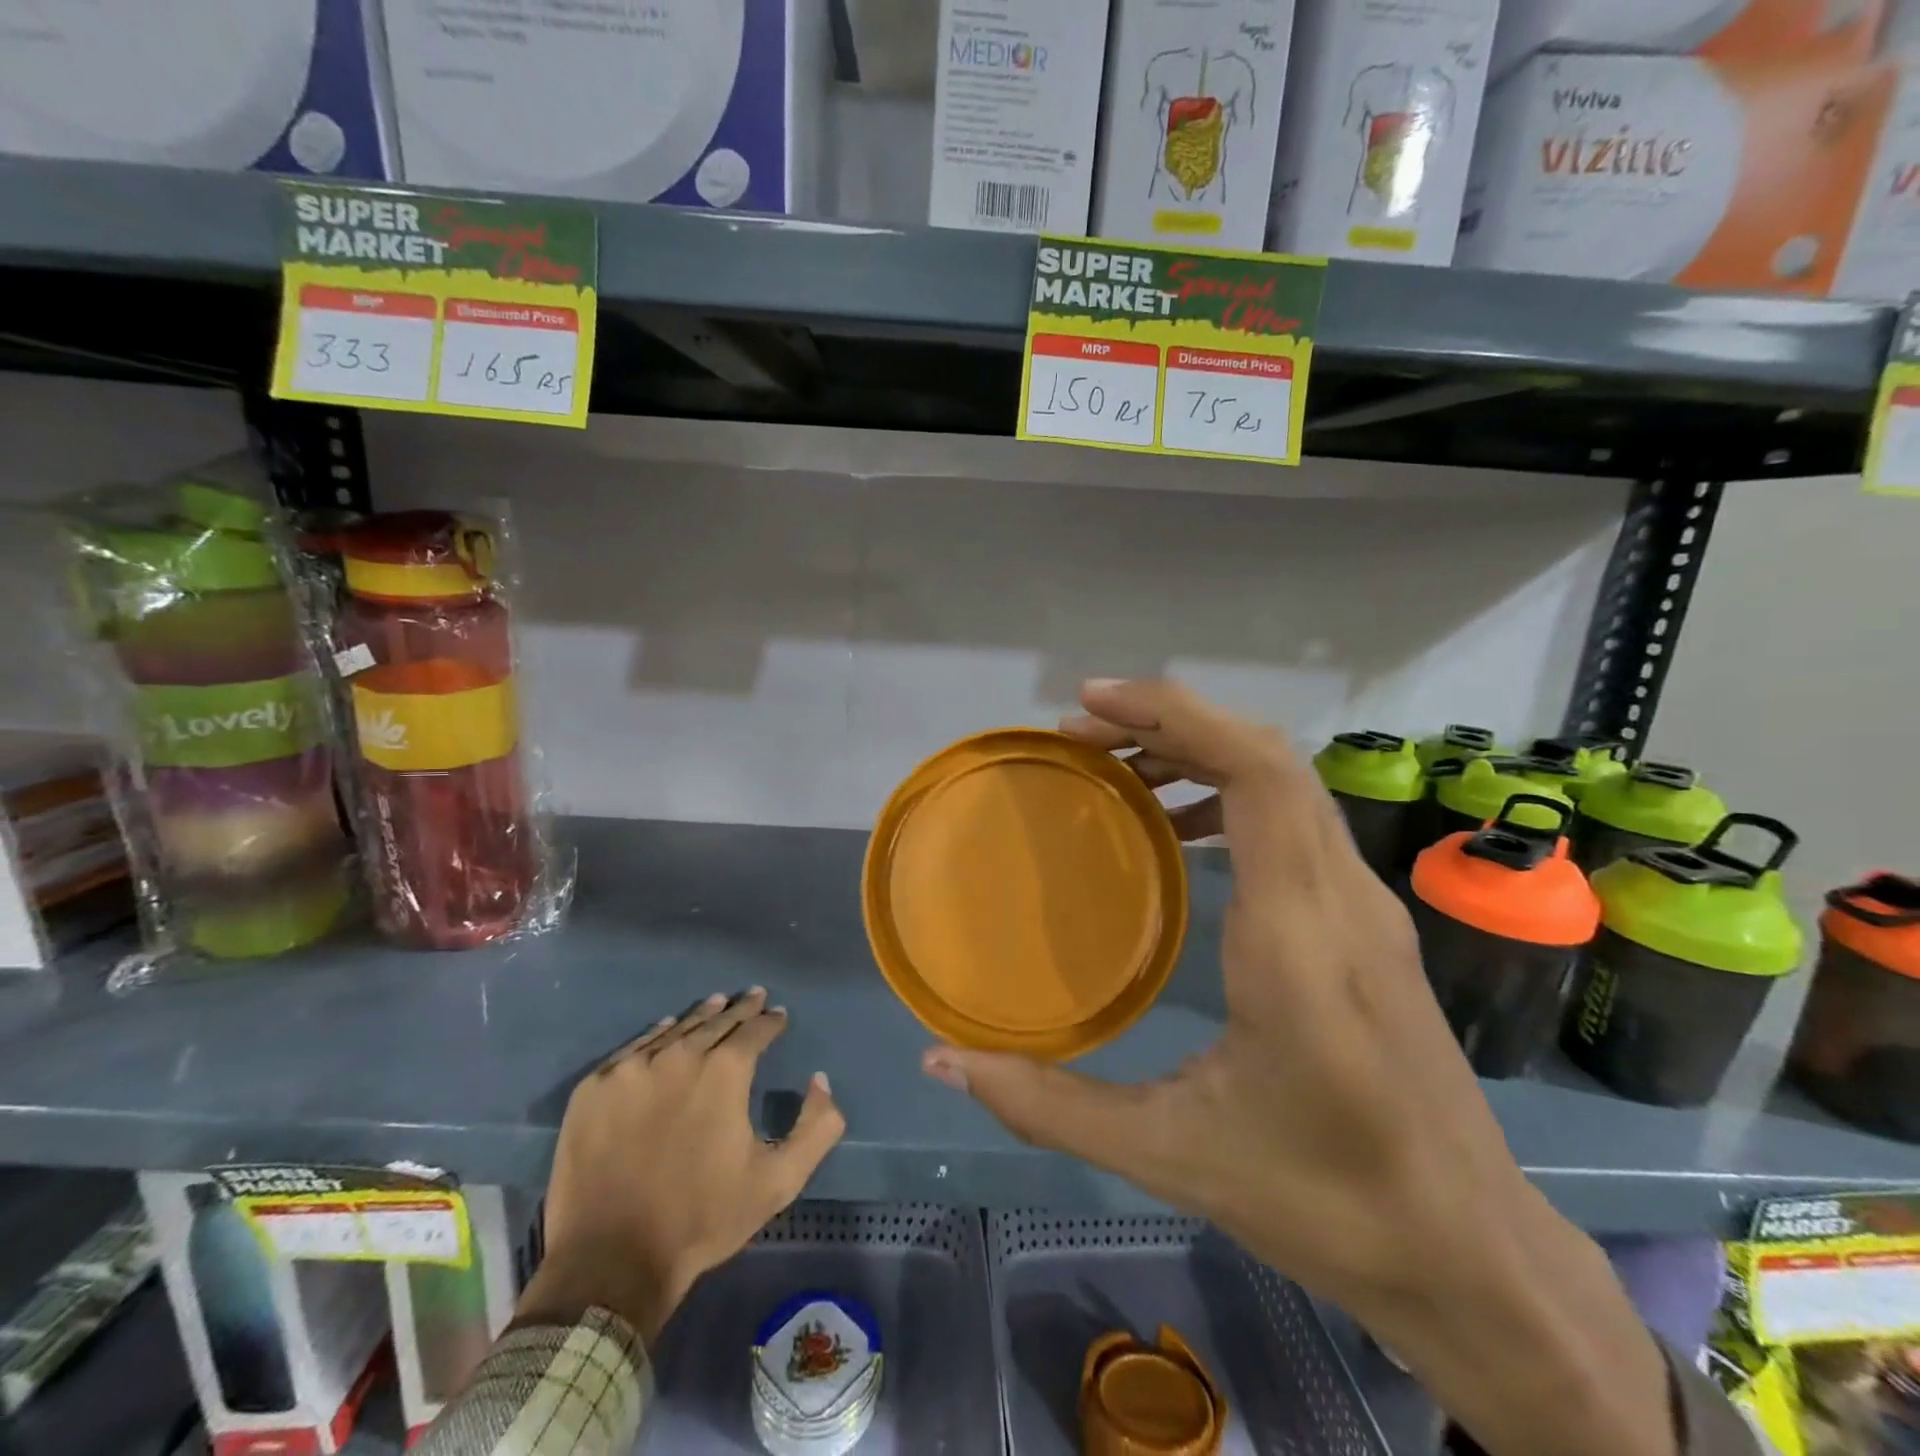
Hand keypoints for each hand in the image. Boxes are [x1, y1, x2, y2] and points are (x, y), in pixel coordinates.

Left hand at [518, 989, 843, 1347]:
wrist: (611, 1263)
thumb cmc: (702, 1219)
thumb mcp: (778, 1181)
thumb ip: (817, 1128)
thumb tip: (820, 1080)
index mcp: (725, 1071)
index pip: (756, 1029)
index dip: (771, 1021)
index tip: (779, 1015)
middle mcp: (680, 1055)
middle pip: (717, 1021)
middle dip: (740, 1009)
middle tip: (753, 996)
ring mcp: (632, 1069)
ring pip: (675, 1029)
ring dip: (701, 1016)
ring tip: (716, 1003)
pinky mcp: (594, 1088)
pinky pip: (633, 1049)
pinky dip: (655, 1035)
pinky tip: (665, 1030)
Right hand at [920, 680, 1676, 1455]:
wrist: (1471, 1255)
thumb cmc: (1324, 1202)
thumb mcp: (1170, 1155)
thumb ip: (1049, 1104)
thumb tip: (945, 1061)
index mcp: (1298, 936)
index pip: (1257, 773)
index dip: (1175, 715)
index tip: (1091, 703)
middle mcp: (1342, 898)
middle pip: (1269, 757)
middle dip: (1170, 721)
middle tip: (1080, 731)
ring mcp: (1365, 906)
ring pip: (1287, 783)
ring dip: (1200, 751)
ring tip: (1115, 768)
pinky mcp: (1366, 924)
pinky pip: (1294, 822)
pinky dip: (1229, 794)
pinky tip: (1175, 831)